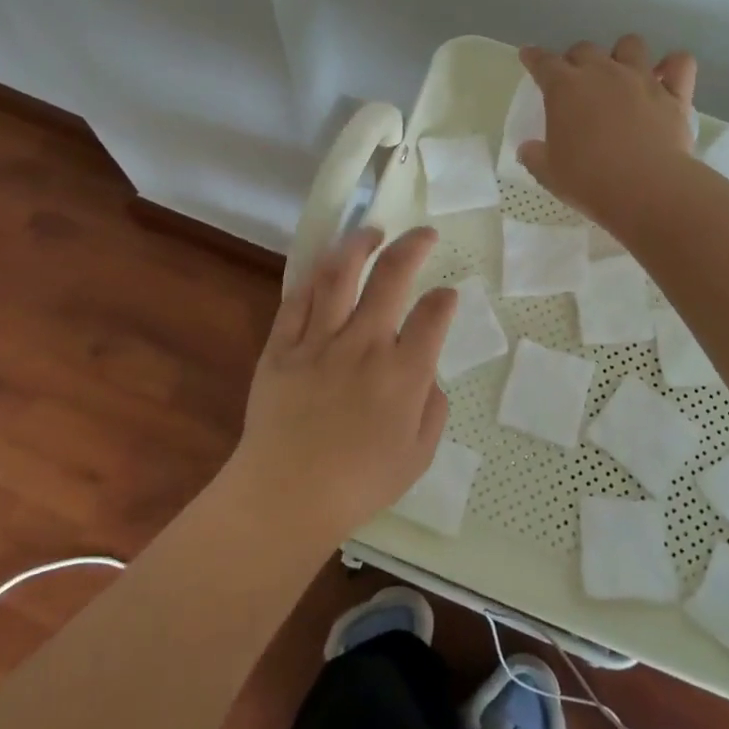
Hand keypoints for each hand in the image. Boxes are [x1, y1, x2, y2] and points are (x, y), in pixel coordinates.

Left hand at [224, 226, 456, 543]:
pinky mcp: (281, 347)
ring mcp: (319, 342)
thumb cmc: (359, 484)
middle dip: (412, 247)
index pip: (433, 316)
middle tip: (422, 234)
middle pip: (391, 277)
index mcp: (403, 373)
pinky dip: (313, 277)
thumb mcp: (418, 456)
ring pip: (339, 275)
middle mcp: (364, 345)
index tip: (447, 295)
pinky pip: (297, 300)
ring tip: (370, 232)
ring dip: (358, 245)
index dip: (445, 299)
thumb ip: (434, 409)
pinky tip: (325, 266)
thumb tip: (428, 375)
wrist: (285, 497)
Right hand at [518, 35, 697, 231]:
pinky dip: (673, 65)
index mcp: (565, 88)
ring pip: (631, 44)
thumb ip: (535, 156)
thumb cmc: (588, 181)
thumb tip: (528, 148)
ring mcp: (641, 79)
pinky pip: (680, 63)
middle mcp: (603, 72)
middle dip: (576, 59)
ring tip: (620, 72)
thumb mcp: (549, 173)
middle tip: (575, 80)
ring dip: (622, 54)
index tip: (529, 56)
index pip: (543, 62)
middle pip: (585, 49)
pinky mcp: (674, 95)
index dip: (534, 57)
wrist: (646, 189)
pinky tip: (667, 76)